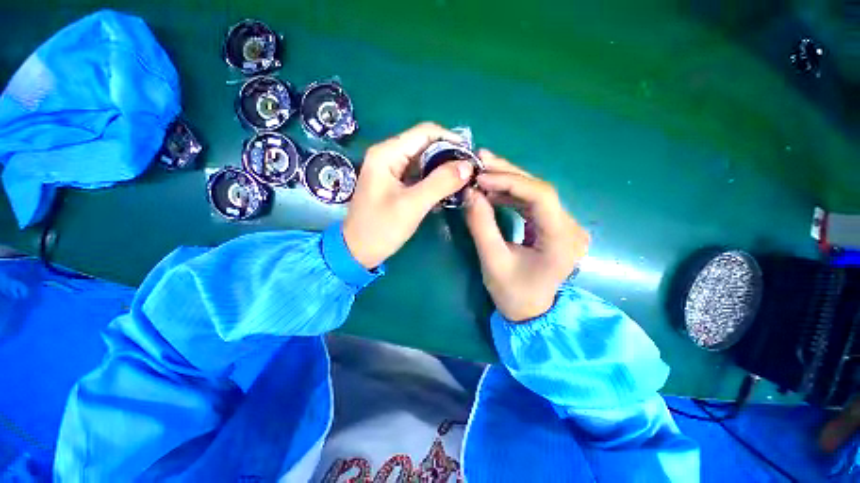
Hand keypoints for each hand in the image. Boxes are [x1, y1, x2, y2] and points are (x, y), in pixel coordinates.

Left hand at [343, 123, 474, 268]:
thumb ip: (440, 182)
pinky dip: (433, 180)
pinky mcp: (394, 184)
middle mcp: (388, 155)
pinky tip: (446, 191)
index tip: (471, 156)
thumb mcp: (412, 205)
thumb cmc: (381, 228)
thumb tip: (467, 166)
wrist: (358, 251)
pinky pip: (418, 175)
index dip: (451, 140)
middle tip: (469, 172)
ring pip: (423, 161)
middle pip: (425, 145)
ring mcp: (390, 170)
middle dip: (448, 156)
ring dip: (442, 169)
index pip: (425, 132)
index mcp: (387, 153)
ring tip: (462, 182)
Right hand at [464, 150, 589, 321]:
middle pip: (539, 189)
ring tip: (481, 173)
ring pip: (534, 192)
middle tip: (479, 161)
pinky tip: (491, 190)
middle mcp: (570, 227)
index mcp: (561, 239)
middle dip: (507, 174)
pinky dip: (510, 194)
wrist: (531, 312)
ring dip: (507, 181)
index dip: (510, 181)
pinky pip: (531, 203)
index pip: (541, 196)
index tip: (481, 177)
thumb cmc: (513, 294)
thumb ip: (481, 225)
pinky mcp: (552, 225)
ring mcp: (563, 225)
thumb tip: (469, 192)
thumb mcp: (493, 261)